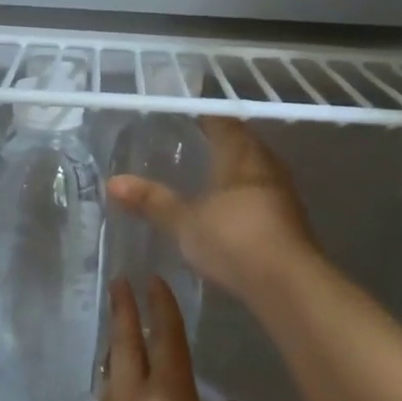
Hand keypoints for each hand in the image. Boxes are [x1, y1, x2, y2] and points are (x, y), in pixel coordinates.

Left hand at [67, 278, 247, 400]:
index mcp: (169, 399)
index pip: (167, 342)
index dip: (162, 309)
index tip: (153, 280)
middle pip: (127, 345)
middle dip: (125, 311)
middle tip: (118, 282)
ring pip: (110, 370)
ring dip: (114, 344)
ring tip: (116, 331)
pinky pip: (103, 399)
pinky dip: (109, 380)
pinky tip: (114, 394)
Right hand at [108, 118, 316, 298]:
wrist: (288, 283)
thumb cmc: (233, 239)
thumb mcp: (184, 221)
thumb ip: (151, 200)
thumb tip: (112, 182)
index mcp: (242, 154)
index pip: (222, 122)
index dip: (203, 117)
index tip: (182, 119)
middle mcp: (266, 164)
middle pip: (242, 143)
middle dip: (218, 143)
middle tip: (189, 146)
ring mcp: (282, 192)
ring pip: (254, 169)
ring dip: (233, 170)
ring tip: (204, 176)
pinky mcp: (289, 219)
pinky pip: (262, 193)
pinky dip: (243, 194)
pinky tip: (226, 209)